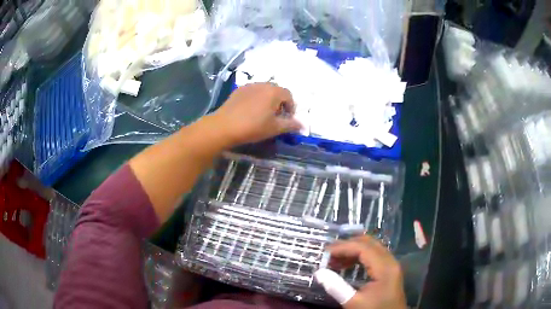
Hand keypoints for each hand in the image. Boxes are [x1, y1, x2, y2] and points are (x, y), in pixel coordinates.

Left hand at [211, 83, 301, 145]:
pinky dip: (256, 99)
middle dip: (279, 103)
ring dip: (267, 100)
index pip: (289, 95)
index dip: (291, 107)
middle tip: (275, 117)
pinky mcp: (238, 90)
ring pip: (264, 91)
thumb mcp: (274, 128)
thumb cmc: (253, 127)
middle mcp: (263, 84)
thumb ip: (290, 125)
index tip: (286, 119)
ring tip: (262, 114)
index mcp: (274, 91)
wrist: (224, 126)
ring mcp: (249, 86)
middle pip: (276, 91)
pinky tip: (249, 111)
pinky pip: (252, 92)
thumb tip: (303, 126)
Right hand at [323, 236, 406, 308]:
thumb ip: (336, 287)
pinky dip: (359, 256)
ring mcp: (391, 265)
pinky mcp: (389, 270)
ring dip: (353, 250)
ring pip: (372, 248)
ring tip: (335, 260)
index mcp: (385, 267)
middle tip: (329, 253)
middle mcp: (390, 261)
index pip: (363, 248)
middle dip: (348, 245)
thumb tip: (319, 272)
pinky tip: (347, 265)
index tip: (325, 252)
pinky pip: (374, 256)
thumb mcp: (353, 302)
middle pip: (369, 243)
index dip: (343, 247)